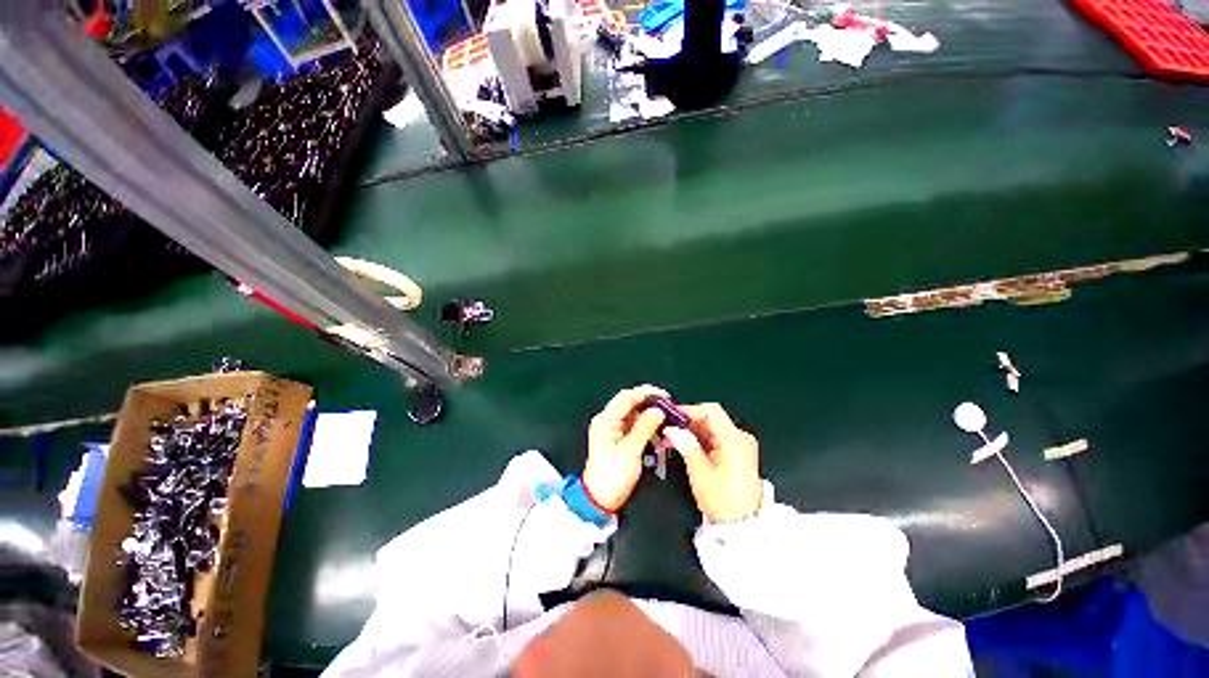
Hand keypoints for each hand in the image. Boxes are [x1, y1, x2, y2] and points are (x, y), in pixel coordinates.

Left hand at [583, 385, 667, 511]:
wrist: (599, 500)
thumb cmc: (612, 476)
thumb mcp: (631, 451)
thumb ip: (645, 427)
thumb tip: (658, 410)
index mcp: (606, 420)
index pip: (627, 396)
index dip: (647, 393)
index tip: (666, 397)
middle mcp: (607, 420)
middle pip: (630, 403)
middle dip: (650, 404)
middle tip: (669, 409)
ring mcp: (611, 429)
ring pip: (633, 413)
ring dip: (649, 415)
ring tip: (666, 421)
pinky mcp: (617, 437)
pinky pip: (633, 425)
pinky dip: (646, 426)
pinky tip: (657, 432)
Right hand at [665, 403, 762, 522]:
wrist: (743, 527)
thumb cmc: (723, 501)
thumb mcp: (700, 473)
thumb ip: (686, 445)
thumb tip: (672, 429)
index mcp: (735, 440)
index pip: (711, 411)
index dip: (689, 409)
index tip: (671, 414)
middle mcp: (740, 438)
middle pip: (711, 419)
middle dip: (687, 421)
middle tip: (667, 428)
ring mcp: (740, 446)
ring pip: (711, 428)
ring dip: (691, 431)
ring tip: (671, 438)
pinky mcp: (737, 454)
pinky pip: (715, 438)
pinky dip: (699, 439)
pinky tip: (684, 445)